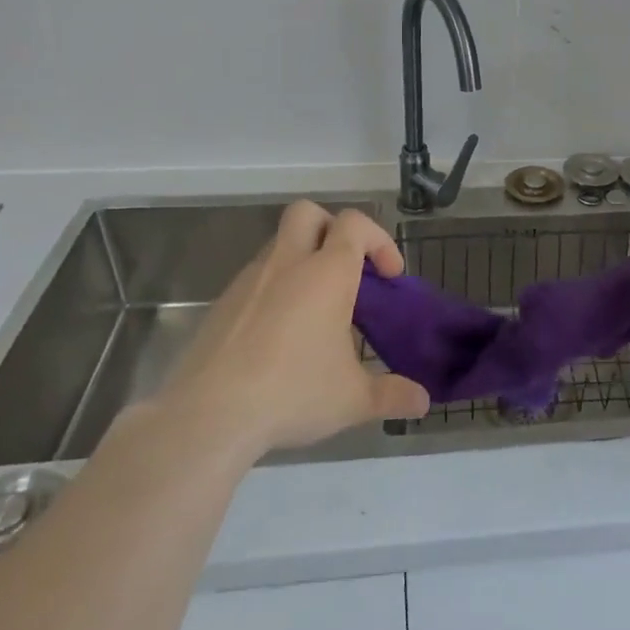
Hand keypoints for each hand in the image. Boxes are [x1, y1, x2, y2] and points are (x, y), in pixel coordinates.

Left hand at [156, 201, 430, 464]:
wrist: (206, 417)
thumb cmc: (291, 393)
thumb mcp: (352, 400)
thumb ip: (392, 395)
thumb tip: (423, 401)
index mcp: (326, 273)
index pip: (355, 223)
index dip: (379, 239)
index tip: (389, 276)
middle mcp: (287, 264)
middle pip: (308, 212)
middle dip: (332, 229)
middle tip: (347, 269)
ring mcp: (248, 282)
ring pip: (278, 245)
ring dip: (302, 260)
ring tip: (316, 311)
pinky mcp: (221, 306)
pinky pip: (255, 280)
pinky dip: (275, 291)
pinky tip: (279, 336)